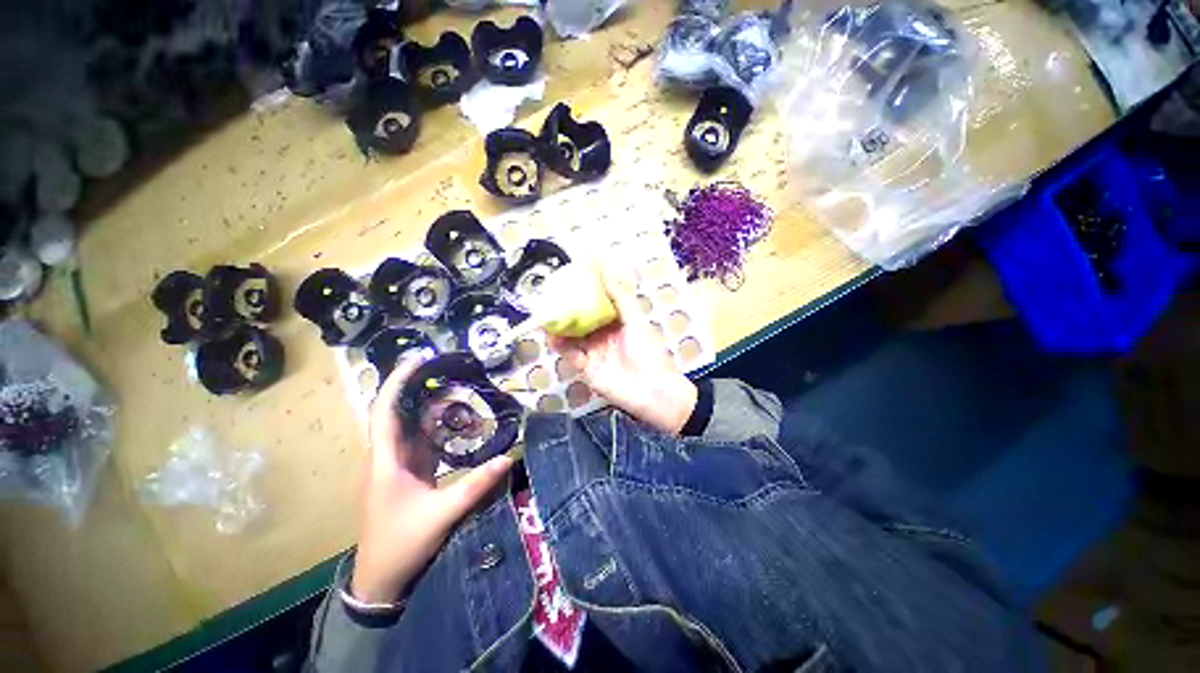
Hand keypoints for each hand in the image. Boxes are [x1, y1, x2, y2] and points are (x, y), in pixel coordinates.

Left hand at [350, 358, 514, 603]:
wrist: (381, 580)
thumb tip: (507, 458)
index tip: (418, 360)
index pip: (386, 411)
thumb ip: (476, 485)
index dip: (398, 383)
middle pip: (403, 413)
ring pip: (416, 427)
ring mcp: (399, 465)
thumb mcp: (442, 514)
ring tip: (462, 392)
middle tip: (453, 371)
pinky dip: (442, 430)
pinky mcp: (410, 474)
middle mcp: (389, 457)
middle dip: (425, 389)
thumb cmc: (401, 544)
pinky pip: (425, 442)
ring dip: (436, 410)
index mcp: (386, 461)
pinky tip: (461, 423)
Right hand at [549, 266, 697, 434]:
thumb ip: (620, 296)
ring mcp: (593, 352)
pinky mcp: (587, 369)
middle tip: (549, 300)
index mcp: (615, 323)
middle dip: (565, 312)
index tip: (568, 281)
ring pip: (572, 338)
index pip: (594, 305)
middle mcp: (602, 336)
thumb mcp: (635, 321)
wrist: (652, 391)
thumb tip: (607, 268)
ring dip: (559, 330)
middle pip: (579, 321)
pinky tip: (553, 339)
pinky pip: (571, 356)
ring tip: (545, 318)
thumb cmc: (648, 352)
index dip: (582, 294)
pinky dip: (562, 348)